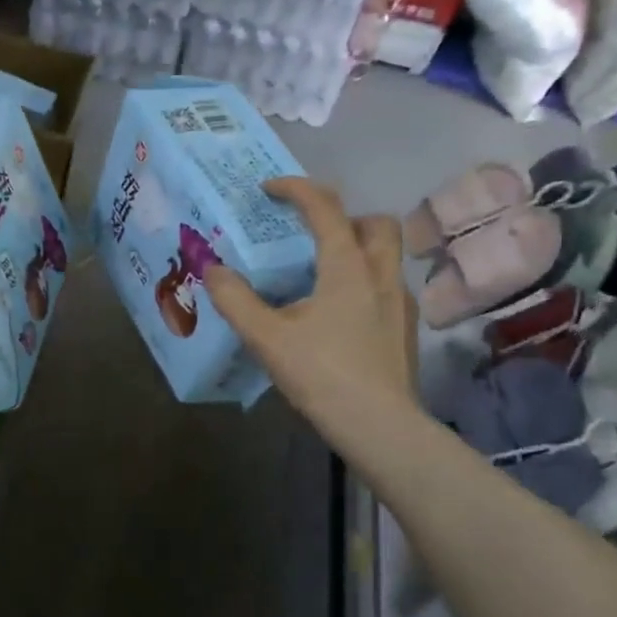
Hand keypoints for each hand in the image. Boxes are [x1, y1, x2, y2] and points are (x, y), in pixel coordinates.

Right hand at [204, 178, 419, 450]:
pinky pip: (386, 286)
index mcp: (347, 267)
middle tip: (311, 233)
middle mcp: (380, 274)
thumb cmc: (322, 374)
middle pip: (375, 223)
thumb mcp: (267, 337)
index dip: (296, 189)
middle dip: (343, 216)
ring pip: (386, 255)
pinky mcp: (405, 329)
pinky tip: (340, 313)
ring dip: (357, 248)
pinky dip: (364, 281)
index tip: (269, 189)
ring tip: (322, 273)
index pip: (325, 208)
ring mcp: (400, 302)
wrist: (379, 426)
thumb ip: (236, 300)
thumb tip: (212, 269)